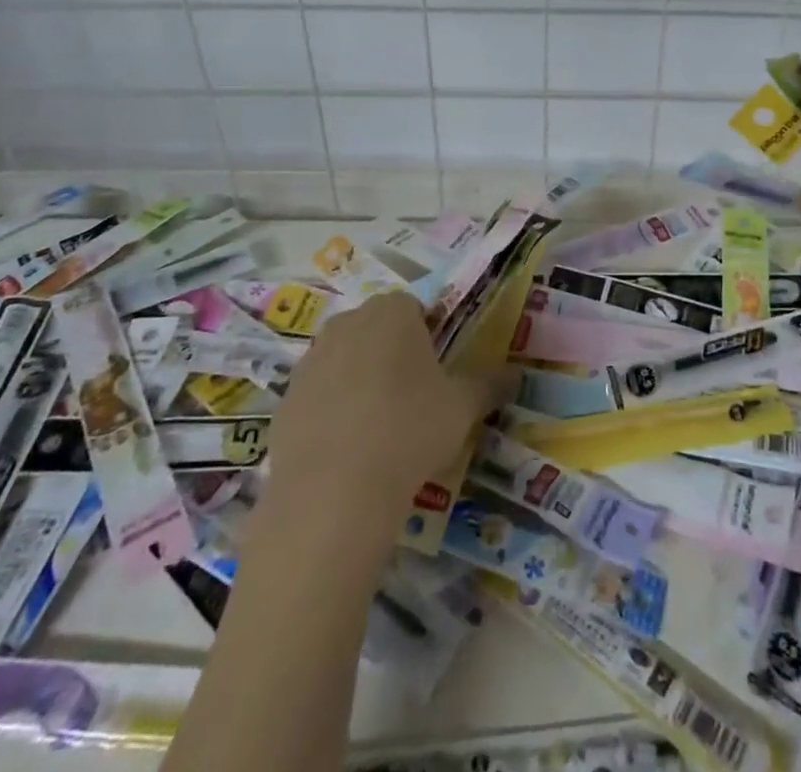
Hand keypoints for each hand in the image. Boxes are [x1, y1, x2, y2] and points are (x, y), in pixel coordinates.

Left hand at [261, 292, 515, 520]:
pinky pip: (318, 396)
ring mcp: (310, 361)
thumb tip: (516, 374)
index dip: (429, 334)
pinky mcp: (285, 401)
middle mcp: (347, 323)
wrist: (332, 493)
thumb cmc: (409, 430)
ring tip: (380, 427)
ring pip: (344, 360)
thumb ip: (489, 384)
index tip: (439, 370)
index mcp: (392, 312)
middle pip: (376, 329)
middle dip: (393, 353)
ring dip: (361, 380)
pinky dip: (332, 412)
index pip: (414, 306)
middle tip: (414, 397)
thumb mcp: (463, 407)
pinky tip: (348, 450)